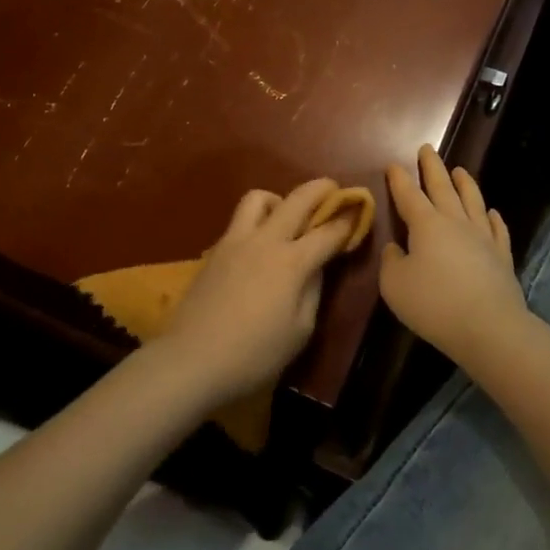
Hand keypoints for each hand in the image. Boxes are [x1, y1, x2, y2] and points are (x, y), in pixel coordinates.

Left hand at [160, 179, 358, 405]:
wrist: (191, 360)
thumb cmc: (253, 354)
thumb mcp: (300, 331)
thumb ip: (313, 291)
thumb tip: (315, 267)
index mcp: (291, 262)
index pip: (327, 232)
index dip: (347, 219)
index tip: (359, 210)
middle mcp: (265, 241)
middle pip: (296, 199)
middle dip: (319, 189)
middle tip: (332, 190)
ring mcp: (235, 241)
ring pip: (258, 198)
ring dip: (279, 199)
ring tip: (286, 219)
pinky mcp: (214, 251)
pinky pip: (239, 222)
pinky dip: (256, 222)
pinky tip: (258, 246)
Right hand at [380, 147, 526, 364]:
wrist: (489, 326)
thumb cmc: (434, 304)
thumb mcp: (394, 286)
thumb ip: (391, 262)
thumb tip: (395, 248)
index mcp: (426, 224)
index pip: (408, 195)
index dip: (399, 179)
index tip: (393, 164)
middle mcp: (455, 222)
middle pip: (442, 187)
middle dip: (432, 167)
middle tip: (427, 148)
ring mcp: (482, 236)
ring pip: (473, 200)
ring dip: (464, 183)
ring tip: (460, 170)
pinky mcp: (502, 255)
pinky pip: (497, 229)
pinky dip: (492, 217)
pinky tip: (491, 212)